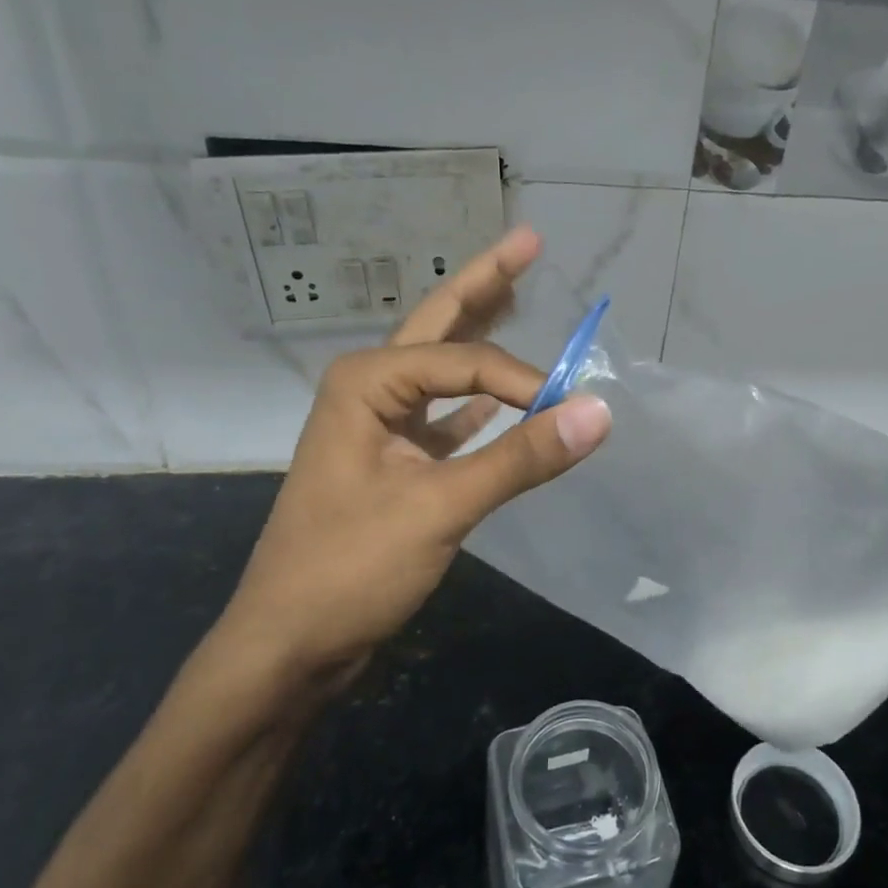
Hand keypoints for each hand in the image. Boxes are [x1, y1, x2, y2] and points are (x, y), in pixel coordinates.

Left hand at [217, 228, 611, 688]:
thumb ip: (520, 458)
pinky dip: (479, 403)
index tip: (566, 415)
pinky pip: (447, 417)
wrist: (288, 646)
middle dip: (486, 283)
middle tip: (530, 241)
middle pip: (440, 324)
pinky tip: (505, 396)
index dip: (524, 381)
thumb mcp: (439, 508)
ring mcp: (380, 425)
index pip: (467, 362)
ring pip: (442, 367)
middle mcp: (370, 388)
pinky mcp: (395, 462)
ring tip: (517, 292)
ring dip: (481, 334)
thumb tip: (599, 412)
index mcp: (367, 382)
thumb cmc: (349, 569)